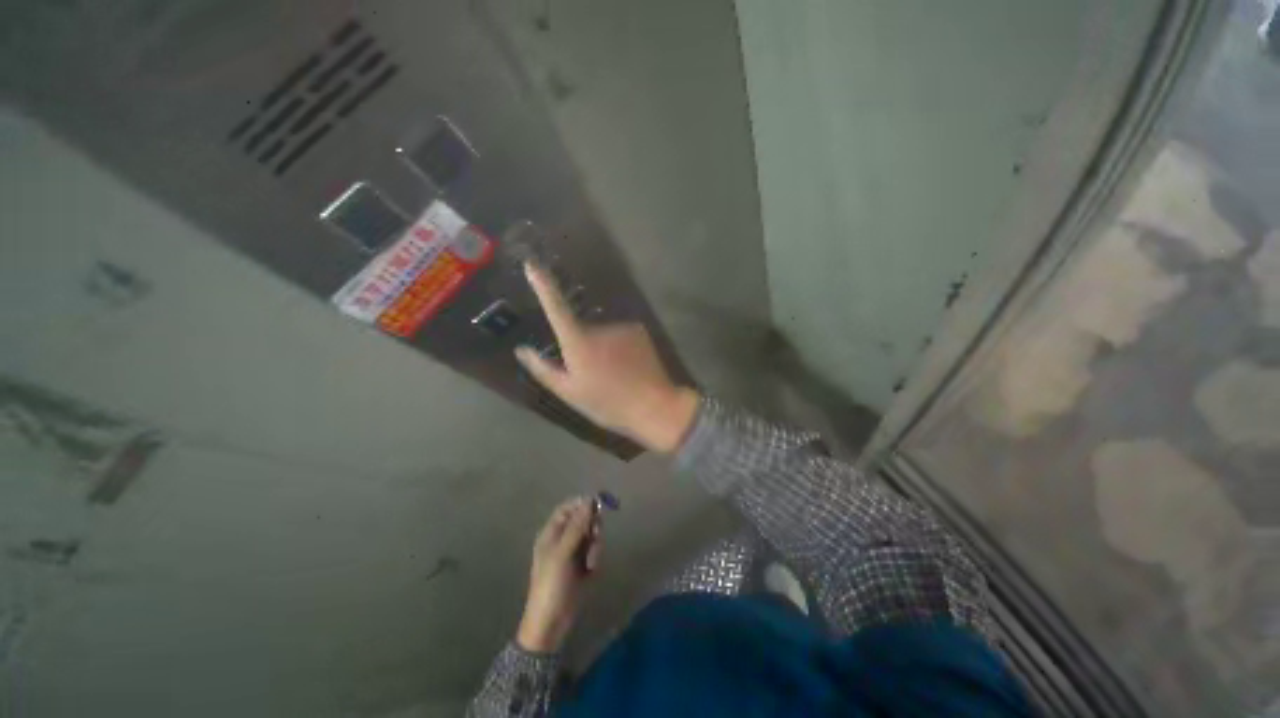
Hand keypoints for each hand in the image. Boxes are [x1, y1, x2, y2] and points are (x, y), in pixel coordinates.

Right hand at [515, 264, 699, 452]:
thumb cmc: (608, 403)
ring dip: (602, 348)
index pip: (556, 307)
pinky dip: (618, 346)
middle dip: (581, 346)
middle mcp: (600, 326)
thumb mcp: (570, 393)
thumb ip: (543, 369)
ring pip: (602, 333)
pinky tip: (627, 367)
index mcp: (579, 342)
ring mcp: (622, 325)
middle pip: (581, 328)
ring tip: (612, 375)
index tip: (532, 264)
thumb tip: (521, 350)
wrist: (654, 405)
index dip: (543, 284)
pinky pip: (619, 334)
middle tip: (590, 374)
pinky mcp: (638, 329)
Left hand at [517, 497, 600, 652]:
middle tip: (595, 534)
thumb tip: (589, 500)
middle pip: (583, 519)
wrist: (552, 622)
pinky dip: (596, 557)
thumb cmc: (551, 584)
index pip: (568, 508)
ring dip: (595, 544)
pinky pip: (595, 550)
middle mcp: (563, 538)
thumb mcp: (563, 553)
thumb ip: (577, 526)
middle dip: (592, 525)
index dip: (582, 504)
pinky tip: (592, 570)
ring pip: (591, 534)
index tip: (597, 506)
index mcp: (552, 533)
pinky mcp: (583, 564)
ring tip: (591, 562)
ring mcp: (574, 551)